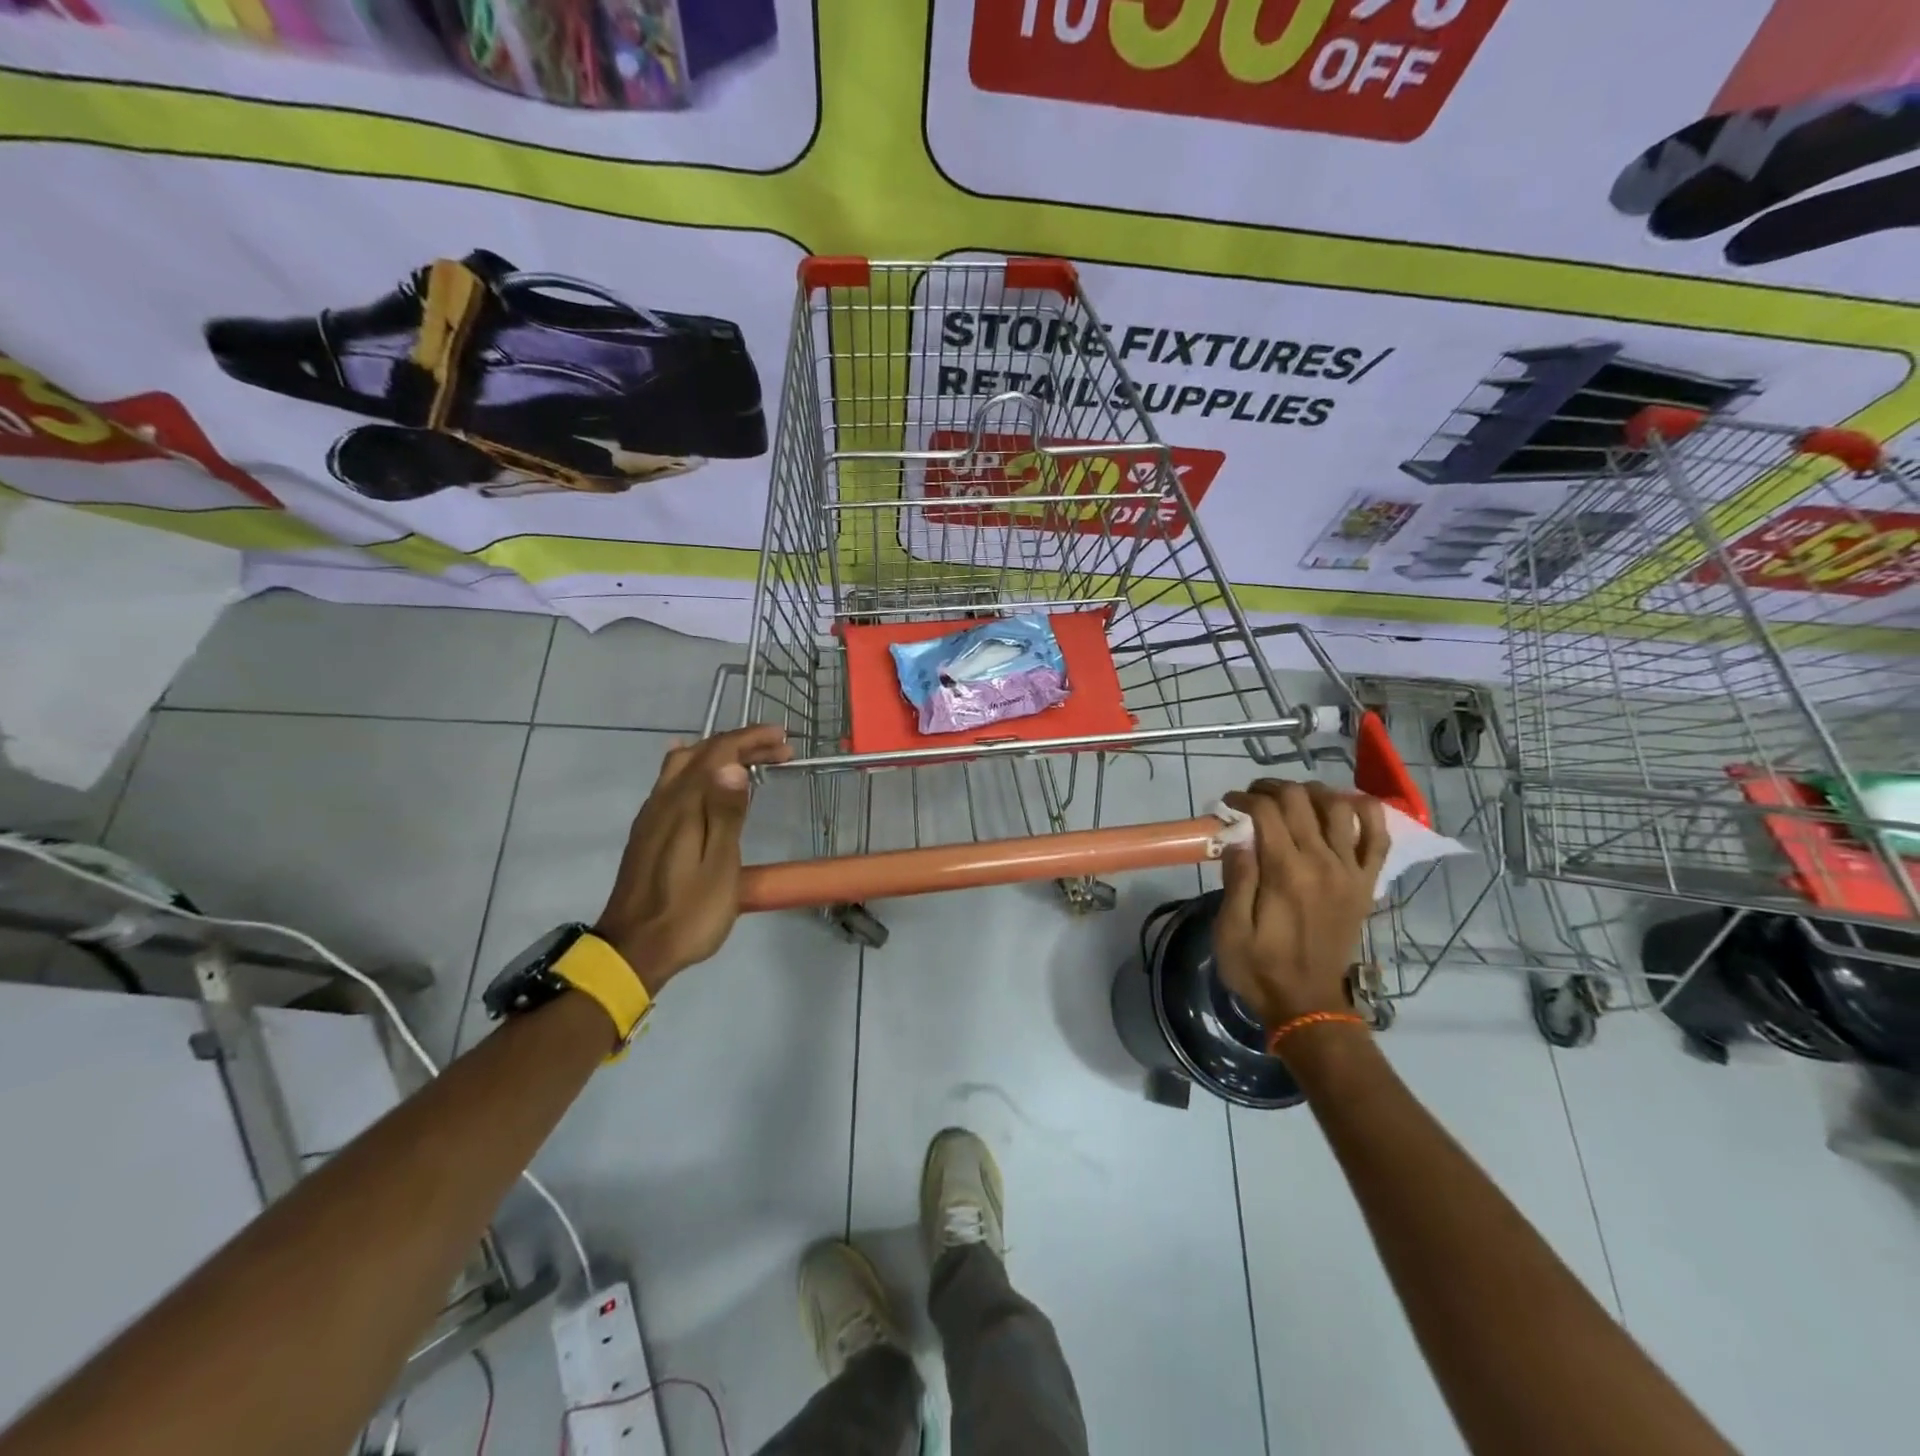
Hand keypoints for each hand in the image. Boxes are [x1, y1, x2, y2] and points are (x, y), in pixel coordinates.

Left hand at [593, 724, 792, 993]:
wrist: (633, 951)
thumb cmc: (688, 913)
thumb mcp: (719, 866)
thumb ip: (725, 813)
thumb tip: (733, 765)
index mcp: (683, 805)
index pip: (718, 752)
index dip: (751, 739)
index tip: (784, 739)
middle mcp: (663, 800)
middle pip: (701, 752)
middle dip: (741, 743)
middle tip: (779, 751)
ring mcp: (652, 815)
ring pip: (683, 764)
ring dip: (719, 754)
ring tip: (750, 762)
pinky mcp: (648, 832)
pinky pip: (673, 781)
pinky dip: (700, 769)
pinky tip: (706, 780)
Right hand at [1214, 779, 1387, 1030]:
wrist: (1307, 1004)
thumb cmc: (1259, 967)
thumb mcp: (1230, 930)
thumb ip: (1237, 880)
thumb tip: (1238, 838)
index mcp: (1285, 873)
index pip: (1267, 811)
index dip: (1243, 798)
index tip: (1227, 804)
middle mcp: (1322, 863)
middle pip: (1300, 800)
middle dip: (1271, 788)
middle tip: (1252, 797)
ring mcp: (1350, 872)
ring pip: (1339, 807)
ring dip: (1312, 792)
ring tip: (1291, 798)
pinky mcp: (1365, 883)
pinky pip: (1378, 837)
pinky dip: (1365, 812)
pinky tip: (1345, 805)